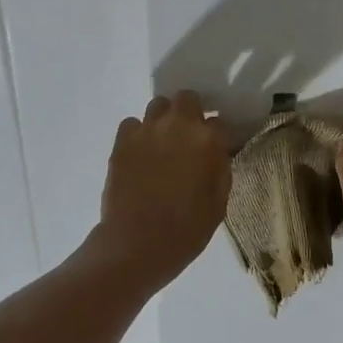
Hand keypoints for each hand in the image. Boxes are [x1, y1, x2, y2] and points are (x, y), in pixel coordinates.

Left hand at [95, 93, 232, 285]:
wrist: (138, 243)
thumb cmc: (187, 229)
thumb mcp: (219, 202)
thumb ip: (220, 169)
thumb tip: (217, 153)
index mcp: (209, 140)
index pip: (220, 122)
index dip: (218, 136)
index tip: (215, 148)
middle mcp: (179, 125)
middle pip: (187, 98)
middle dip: (190, 113)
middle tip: (188, 137)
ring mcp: (148, 130)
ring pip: (158, 105)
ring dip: (164, 119)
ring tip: (162, 142)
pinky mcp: (122, 141)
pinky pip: (132, 124)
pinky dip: (138, 134)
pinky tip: (139, 153)